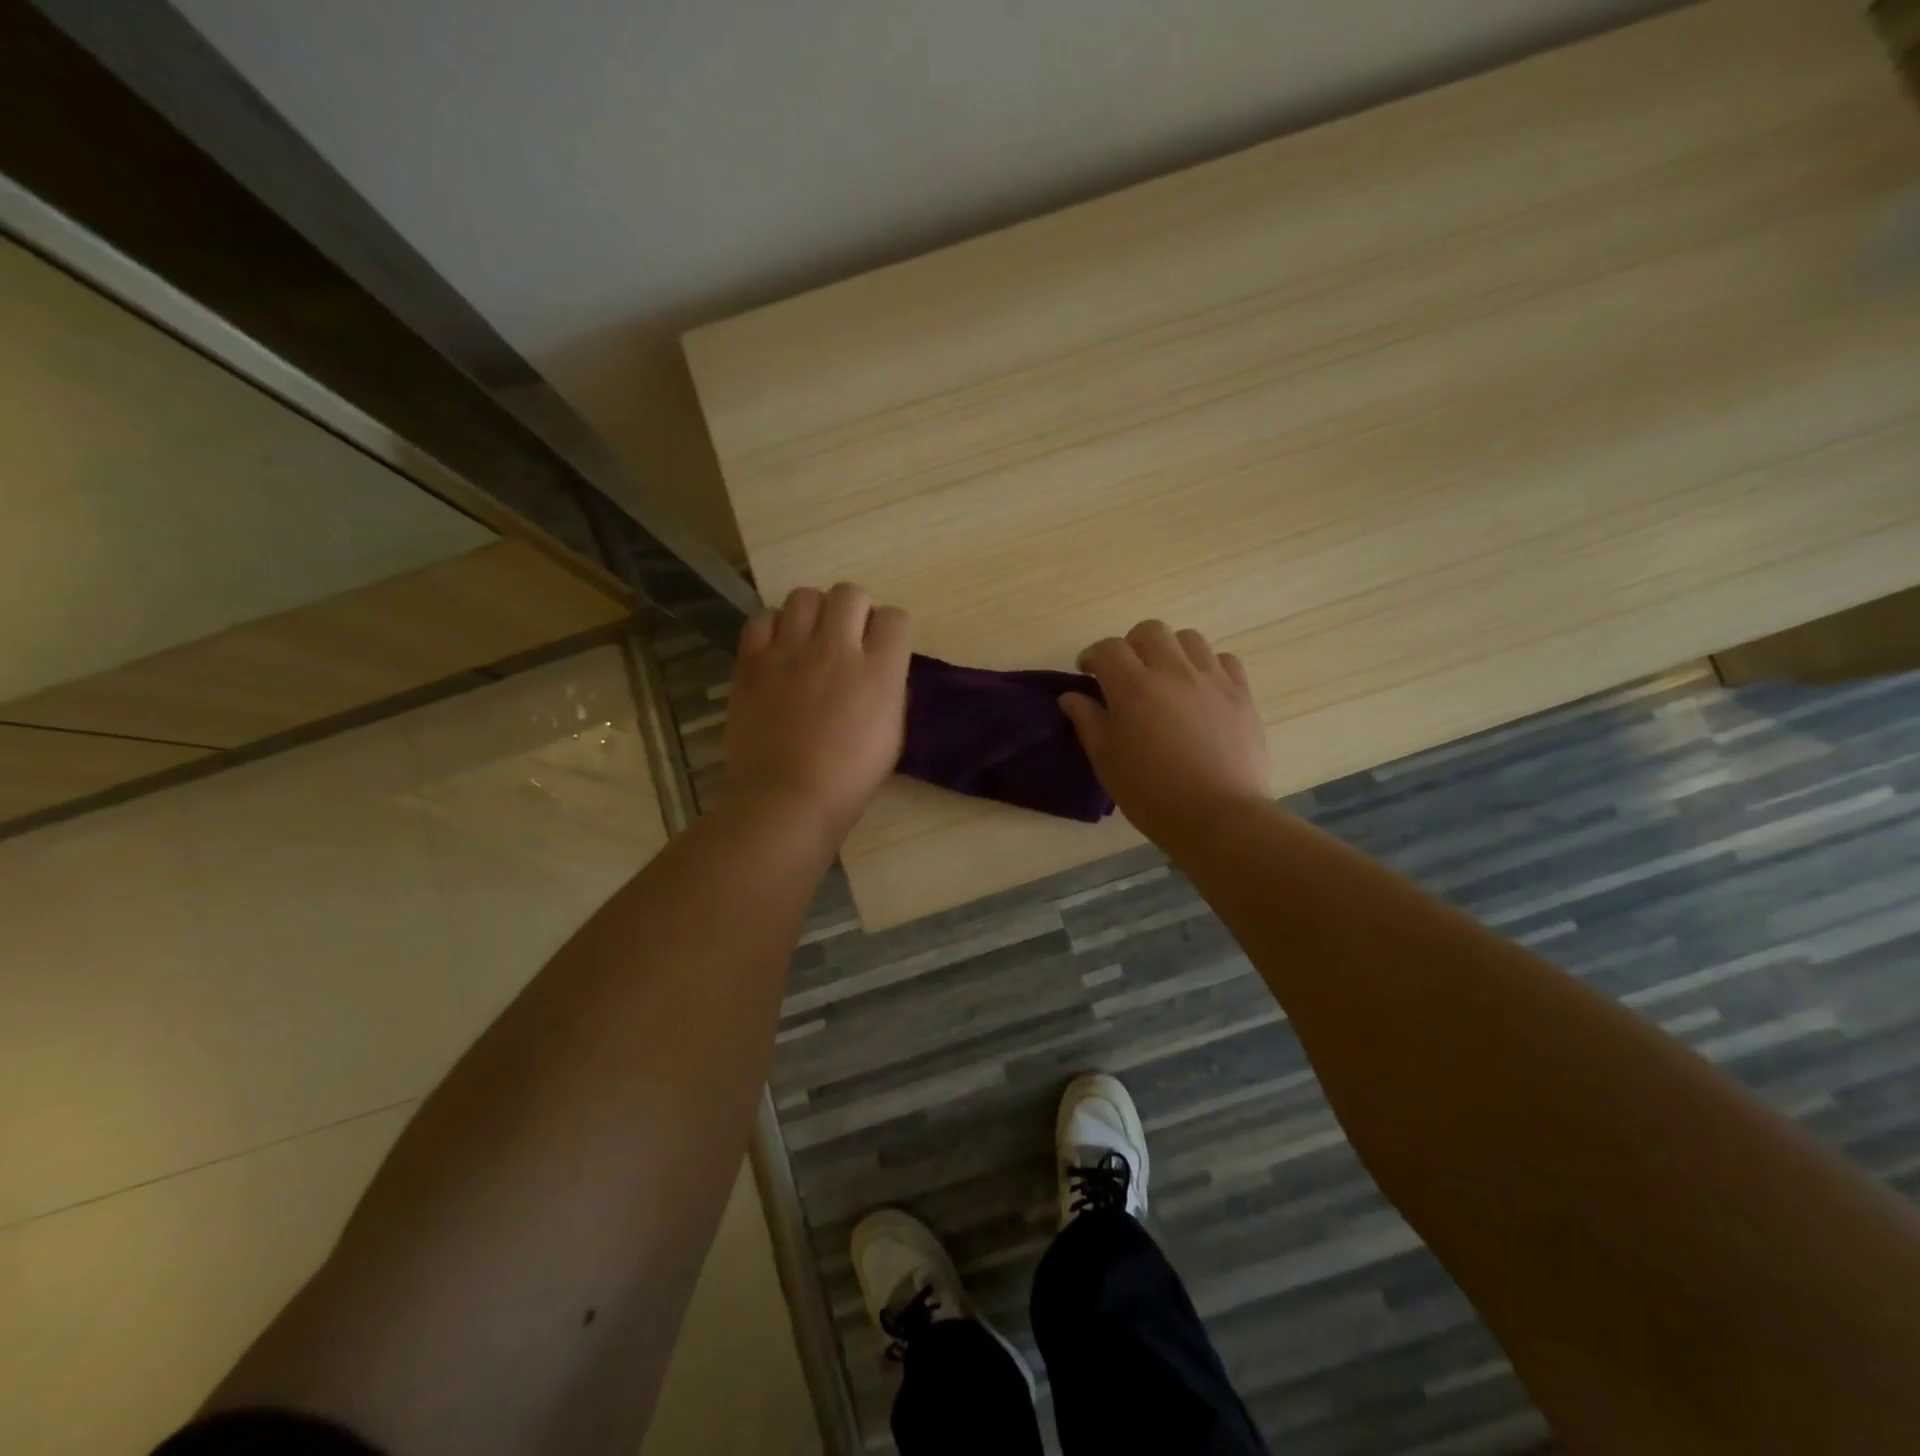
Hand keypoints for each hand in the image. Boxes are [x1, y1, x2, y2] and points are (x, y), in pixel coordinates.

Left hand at [723, 583, 911, 844]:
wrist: (787, 799)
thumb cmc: (848, 779)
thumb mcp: (892, 736)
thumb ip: (890, 691)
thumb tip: (881, 669)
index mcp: (879, 672)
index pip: (896, 617)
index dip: (891, 629)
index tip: (883, 646)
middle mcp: (837, 650)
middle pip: (850, 593)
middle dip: (854, 610)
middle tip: (846, 637)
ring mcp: (790, 651)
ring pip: (805, 596)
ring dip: (814, 612)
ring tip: (809, 638)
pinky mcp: (753, 661)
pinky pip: (763, 618)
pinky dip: (773, 627)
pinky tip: (777, 649)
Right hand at [1059, 620, 1269, 846]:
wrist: (1217, 816)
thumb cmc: (1151, 794)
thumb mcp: (1106, 761)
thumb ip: (1088, 722)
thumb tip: (1072, 697)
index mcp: (1133, 688)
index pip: (1108, 649)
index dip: (1093, 656)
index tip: (1088, 673)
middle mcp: (1173, 672)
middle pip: (1150, 631)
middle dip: (1132, 645)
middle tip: (1127, 673)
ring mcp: (1212, 680)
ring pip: (1189, 639)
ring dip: (1171, 651)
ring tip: (1166, 678)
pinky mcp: (1241, 694)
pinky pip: (1225, 660)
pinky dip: (1208, 666)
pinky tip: (1202, 690)